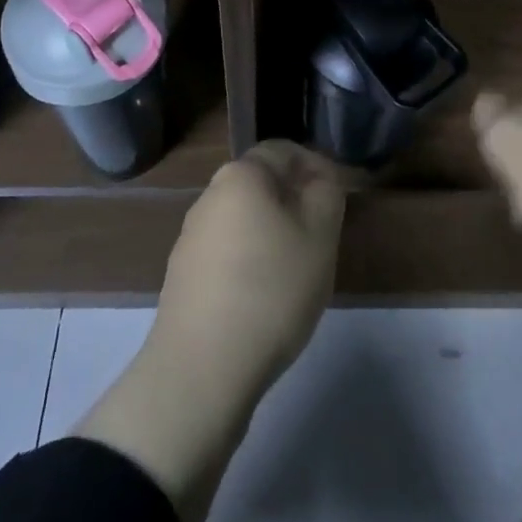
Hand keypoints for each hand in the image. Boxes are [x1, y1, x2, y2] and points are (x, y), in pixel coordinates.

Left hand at [79, 142, 343, 521]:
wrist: (201, 371)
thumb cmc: (270, 289)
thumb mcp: (319, 235)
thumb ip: (326, 193)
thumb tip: (317, 180)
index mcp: (240, 175)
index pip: (284, 151)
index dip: (317, 167)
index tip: (338, 200)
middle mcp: (209, 196)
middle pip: (262, 186)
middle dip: (294, 203)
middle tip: (321, 238)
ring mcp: (191, 238)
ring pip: (244, 221)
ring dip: (272, 236)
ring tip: (296, 274)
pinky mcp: (182, 278)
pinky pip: (227, 255)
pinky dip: (250, 266)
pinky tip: (263, 302)